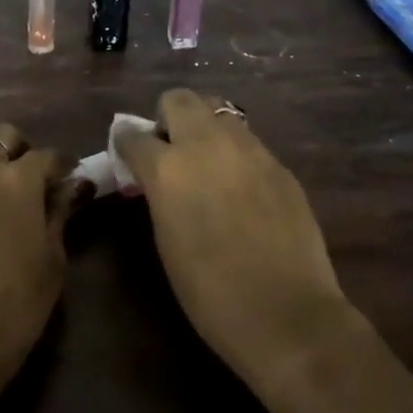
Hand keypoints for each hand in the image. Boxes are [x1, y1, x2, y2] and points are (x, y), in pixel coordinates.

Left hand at [0, 124, 78, 403]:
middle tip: (23, 174)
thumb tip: (72, 186)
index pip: (47, 156)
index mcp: (18, 181)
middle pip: (0, 135)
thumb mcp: (52, 261)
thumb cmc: (15, 308)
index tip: (67, 178)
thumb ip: (59, 215)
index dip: (61, 165)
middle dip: (17, 148)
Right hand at [120, 89, 353, 391]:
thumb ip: (159, 195)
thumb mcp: (166, 239)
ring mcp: (249, 149)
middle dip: (167, 116)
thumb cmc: (210, 292)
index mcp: (168, 168)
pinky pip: (248, 141)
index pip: (133, 135)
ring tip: (207, 162)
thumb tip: (156, 178)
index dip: (127, 143)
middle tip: (170, 149)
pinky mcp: (279, 164)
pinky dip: (234, 151)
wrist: (286, 313)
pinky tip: (241, 186)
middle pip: (179, 99)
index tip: (128, 155)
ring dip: (204, 127)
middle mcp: (207, 144)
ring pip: (219, 111)